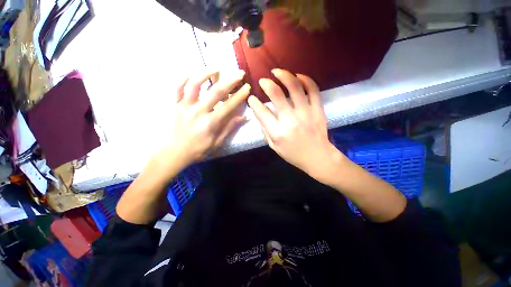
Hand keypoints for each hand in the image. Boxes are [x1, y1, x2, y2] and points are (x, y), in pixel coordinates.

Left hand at [160, 69, 249, 166]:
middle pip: (215, 92)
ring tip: (216, 68)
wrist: (175, 152)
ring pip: (195, 85)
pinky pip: (177, 88)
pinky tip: (191, 72)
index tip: (247, 87)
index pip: (228, 106)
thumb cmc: (198, 149)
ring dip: (206, 74)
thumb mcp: (217, 142)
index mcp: (210, 123)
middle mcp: (198, 112)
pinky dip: (183, 78)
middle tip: (239, 72)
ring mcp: (184, 106)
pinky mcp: (175, 105)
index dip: (239, 96)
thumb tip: (243, 117)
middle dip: (230, 81)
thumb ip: (229, 128)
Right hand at [248, 69, 344, 182]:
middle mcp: (290, 119)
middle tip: (263, 81)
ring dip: (284, 75)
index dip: (254, 102)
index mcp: (278, 132)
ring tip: (277, 71)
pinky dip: (305, 79)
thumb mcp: (274, 147)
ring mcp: (306, 112)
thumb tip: (261, 116)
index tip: (251, 98)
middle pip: (277, 94)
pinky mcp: (318, 109)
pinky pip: (313, 89)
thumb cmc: (293, 154)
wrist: (318, 157)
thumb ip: (266, 131)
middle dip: (266, 84)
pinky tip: (298, 76)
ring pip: (295, 87)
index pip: (262, 112)